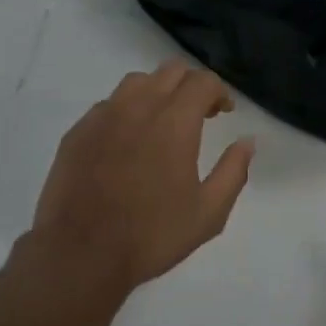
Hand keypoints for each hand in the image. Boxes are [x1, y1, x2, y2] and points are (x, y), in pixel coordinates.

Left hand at [22, 61, 255, 303]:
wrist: (79, 254)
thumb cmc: (151, 235)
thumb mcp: (208, 213)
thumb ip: (233, 171)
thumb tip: (247, 142)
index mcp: (174, 122)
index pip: (202, 81)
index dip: (219, 91)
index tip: (224, 112)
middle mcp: (138, 107)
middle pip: (170, 71)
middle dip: (191, 85)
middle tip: (199, 114)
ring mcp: (103, 116)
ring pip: (136, 82)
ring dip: (157, 91)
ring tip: (161, 121)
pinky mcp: (78, 131)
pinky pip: (108, 105)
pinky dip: (126, 110)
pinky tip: (127, 141)